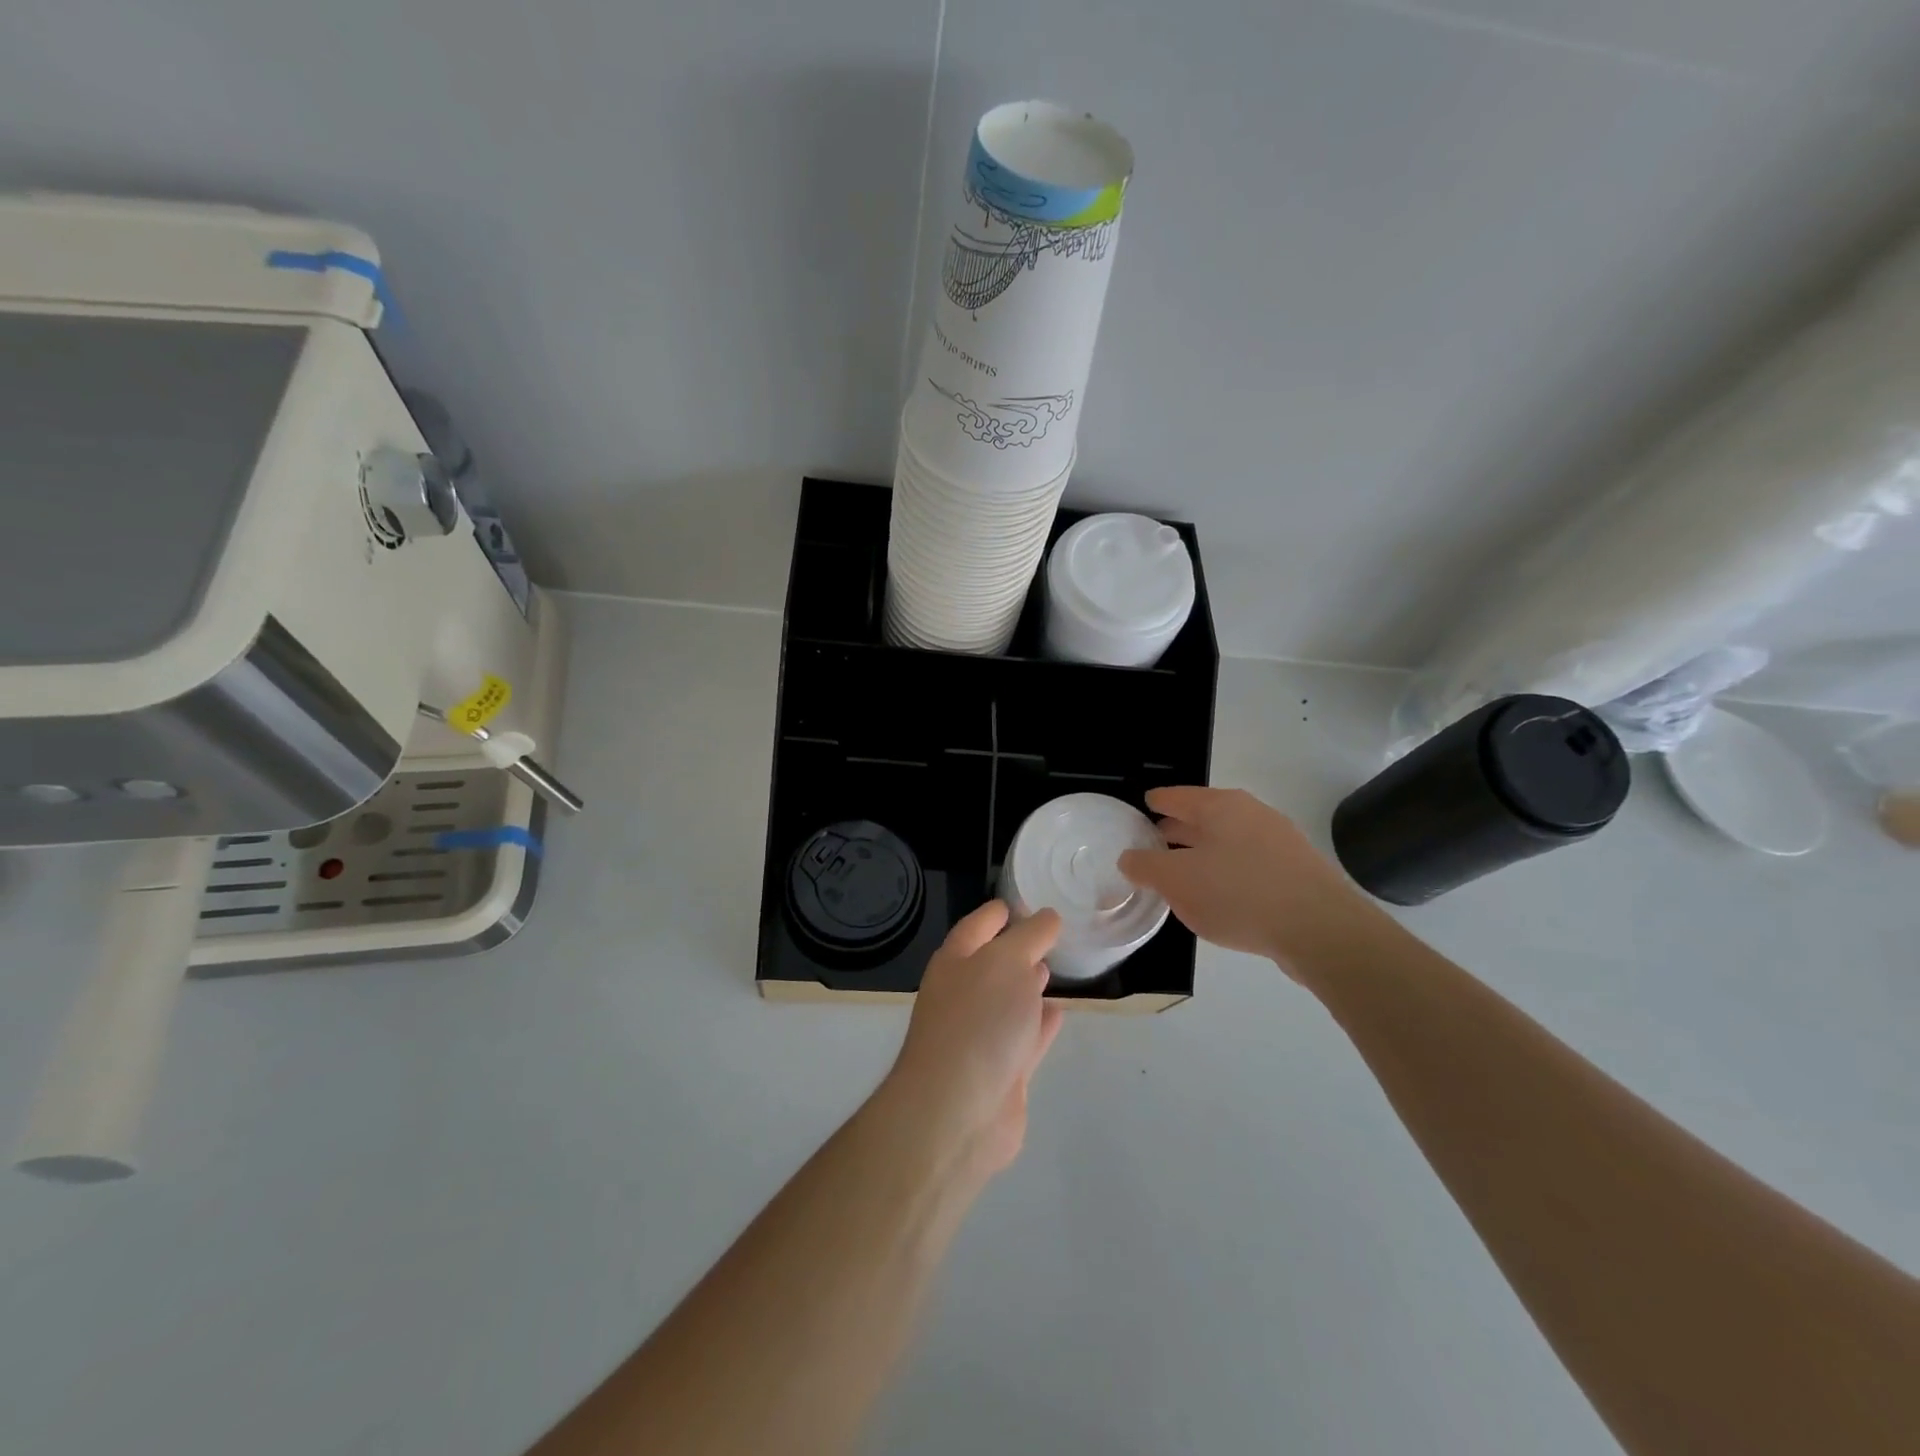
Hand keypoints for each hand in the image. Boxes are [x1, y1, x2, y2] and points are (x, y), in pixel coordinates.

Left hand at [882, 902, 1064, 1181]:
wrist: (957, 1110)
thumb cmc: (979, 1020)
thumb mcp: (1008, 961)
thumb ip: (1031, 936)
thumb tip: (1047, 918)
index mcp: (956, 961)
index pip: (979, 924)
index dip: (1000, 911)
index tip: (1026, 900)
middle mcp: (964, 994)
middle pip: (993, 963)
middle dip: (1018, 948)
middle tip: (1051, 933)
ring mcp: (981, 1035)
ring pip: (1010, 1001)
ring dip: (1029, 985)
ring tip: (1054, 968)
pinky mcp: (1002, 1072)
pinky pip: (1026, 1038)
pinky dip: (1041, 1024)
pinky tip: (1059, 1012)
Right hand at [1119, 786, 1388, 977]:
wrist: (1322, 930)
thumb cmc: (1239, 894)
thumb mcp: (1177, 882)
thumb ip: (1146, 866)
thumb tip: (1129, 857)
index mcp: (1220, 807)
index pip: (1177, 796)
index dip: (1157, 801)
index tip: (1143, 806)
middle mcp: (1252, 814)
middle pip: (1205, 816)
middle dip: (1178, 829)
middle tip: (1154, 841)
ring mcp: (1280, 842)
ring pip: (1229, 841)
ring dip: (1204, 853)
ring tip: (1183, 872)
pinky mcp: (1297, 872)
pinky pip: (1250, 863)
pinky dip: (1228, 872)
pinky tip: (1221, 896)